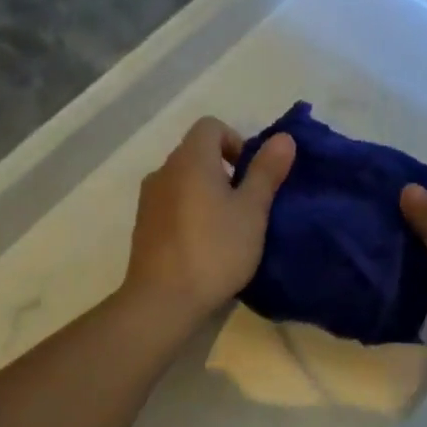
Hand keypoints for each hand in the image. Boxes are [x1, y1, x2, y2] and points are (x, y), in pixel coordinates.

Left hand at [123, 117, 294, 327]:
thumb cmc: (216, 249)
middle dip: (225, 170)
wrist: (164, 299)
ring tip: (228, 227)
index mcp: (190, 159)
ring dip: (208, 193)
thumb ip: (266, 172)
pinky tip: (205, 244)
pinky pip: (172, 204)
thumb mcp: (252, 210)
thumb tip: (283, 138)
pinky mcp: (143, 226)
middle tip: (247, 205)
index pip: (211, 126)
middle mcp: (164, 171)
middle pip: (197, 153)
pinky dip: (190, 211)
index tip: (251, 175)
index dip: (236, 142)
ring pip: (184, 180)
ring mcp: (149, 199)